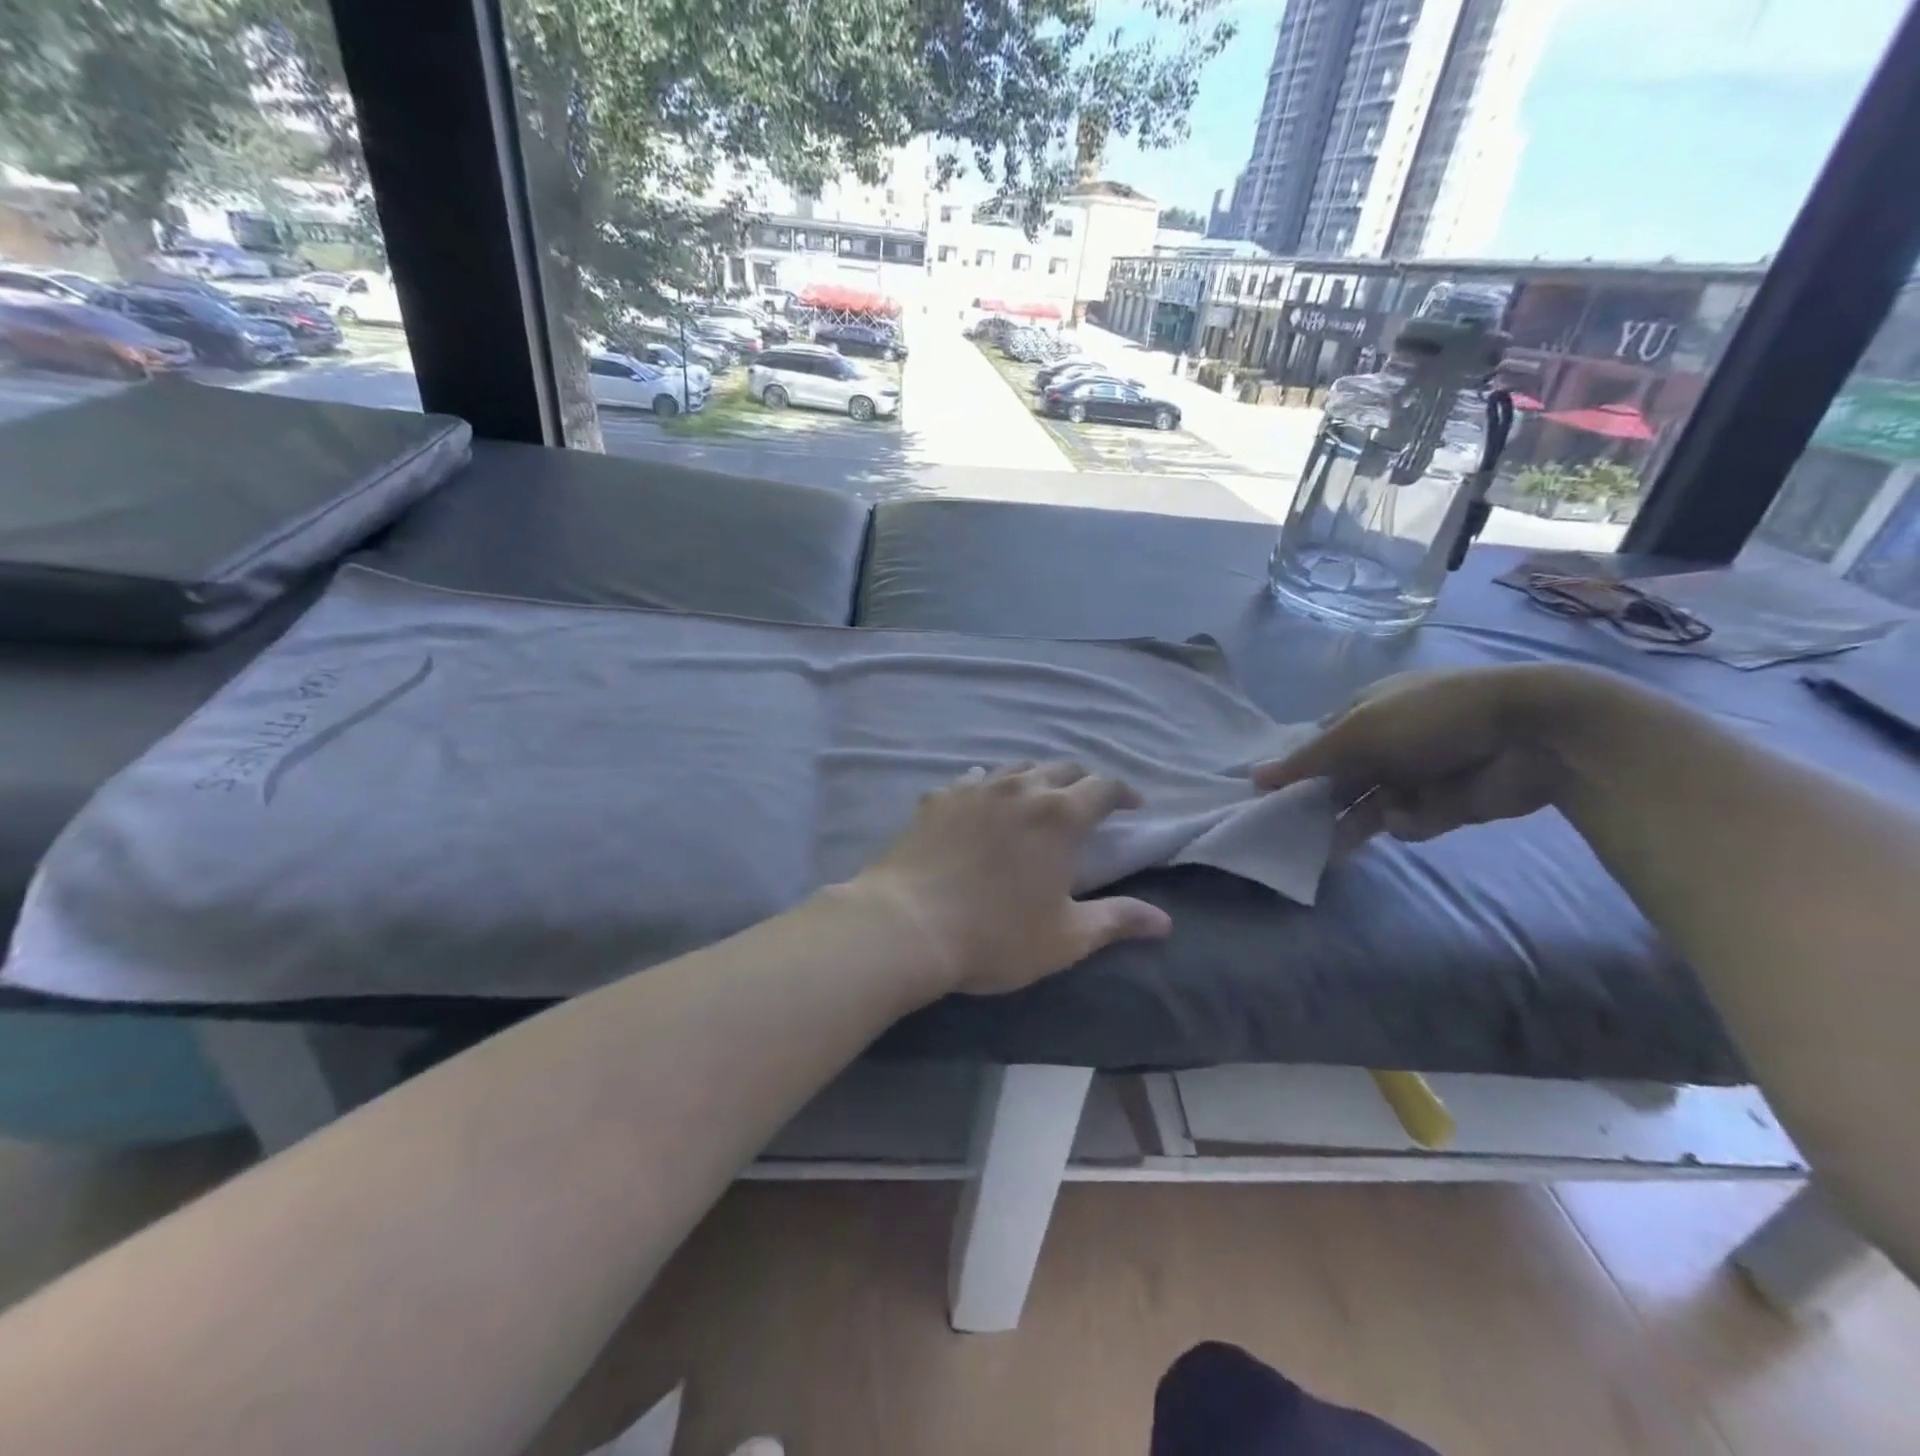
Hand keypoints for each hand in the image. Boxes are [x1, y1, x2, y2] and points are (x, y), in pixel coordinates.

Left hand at [849, 761, 1172, 995]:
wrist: (907, 925)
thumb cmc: (996, 935)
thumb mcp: (1066, 937)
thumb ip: (1117, 920)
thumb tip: (1164, 922)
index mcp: (1059, 816)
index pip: (1104, 787)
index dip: (1124, 793)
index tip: (1133, 807)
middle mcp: (1020, 789)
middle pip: (1062, 768)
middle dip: (1083, 781)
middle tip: (1088, 803)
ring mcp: (974, 788)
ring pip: (1016, 769)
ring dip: (1036, 779)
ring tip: (1038, 799)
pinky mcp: (938, 798)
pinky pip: (970, 780)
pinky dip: (987, 787)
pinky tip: (980, 800)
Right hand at [1253, 665, 1586, 850]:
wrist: (1532, 734)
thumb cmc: (1432, 717)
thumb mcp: (1359, 731)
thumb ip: (1307, 760)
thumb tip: (1254, 777)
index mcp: (1362, 714)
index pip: (1315, 747)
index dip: (1292, 771)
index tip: (1266, 798)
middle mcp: (1384, 744)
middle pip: (1338, 781)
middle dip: (1317, 804)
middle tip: (1288, 832)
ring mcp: (1414, 775)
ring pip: (1367, 808)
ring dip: (1351, 825)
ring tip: (1326, 850)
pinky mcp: (1443, 805)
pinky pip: (1408, 822)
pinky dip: (1409, 821)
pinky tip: (1416, 815)